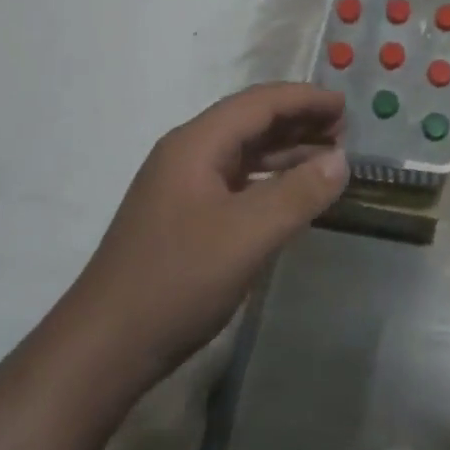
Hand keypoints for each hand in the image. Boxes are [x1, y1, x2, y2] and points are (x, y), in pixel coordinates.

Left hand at [69, 83, 349, 379]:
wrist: (102, 350)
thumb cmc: (177, 281)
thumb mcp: (249, 235)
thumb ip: (299, 192)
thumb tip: (342, 160)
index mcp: (196, 144)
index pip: (260, 103)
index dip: (306, 98)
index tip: (347, 105)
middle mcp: (187, 155)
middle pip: (251, 121)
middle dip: (299, 120)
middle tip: (345, 130)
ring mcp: (182, 187)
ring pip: (244, 152)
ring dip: (287, 149)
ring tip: (330, 156)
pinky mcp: (183, 217)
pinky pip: (237, 180)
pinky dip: (270, 178)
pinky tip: (292, 193)